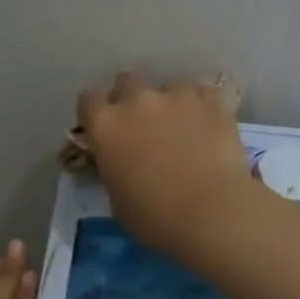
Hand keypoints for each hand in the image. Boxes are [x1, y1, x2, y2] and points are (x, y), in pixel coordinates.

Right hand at [77, 71, 254, 255]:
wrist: (211, 213)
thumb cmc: (155, 217)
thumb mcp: (117, 200)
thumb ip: (113, 170)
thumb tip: (120, 164)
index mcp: (105, 126)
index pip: (88, 99)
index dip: (95, 112)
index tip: (104, 128)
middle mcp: (137, 101)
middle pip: (127, 81)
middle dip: (131, 98)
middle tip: (142, 124)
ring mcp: (176, 96)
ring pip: (169, 85)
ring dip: (170, 102)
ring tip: (183, 126)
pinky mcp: (211, 101)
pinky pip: (203, 93)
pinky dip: (203, 106)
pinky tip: (209, 125)